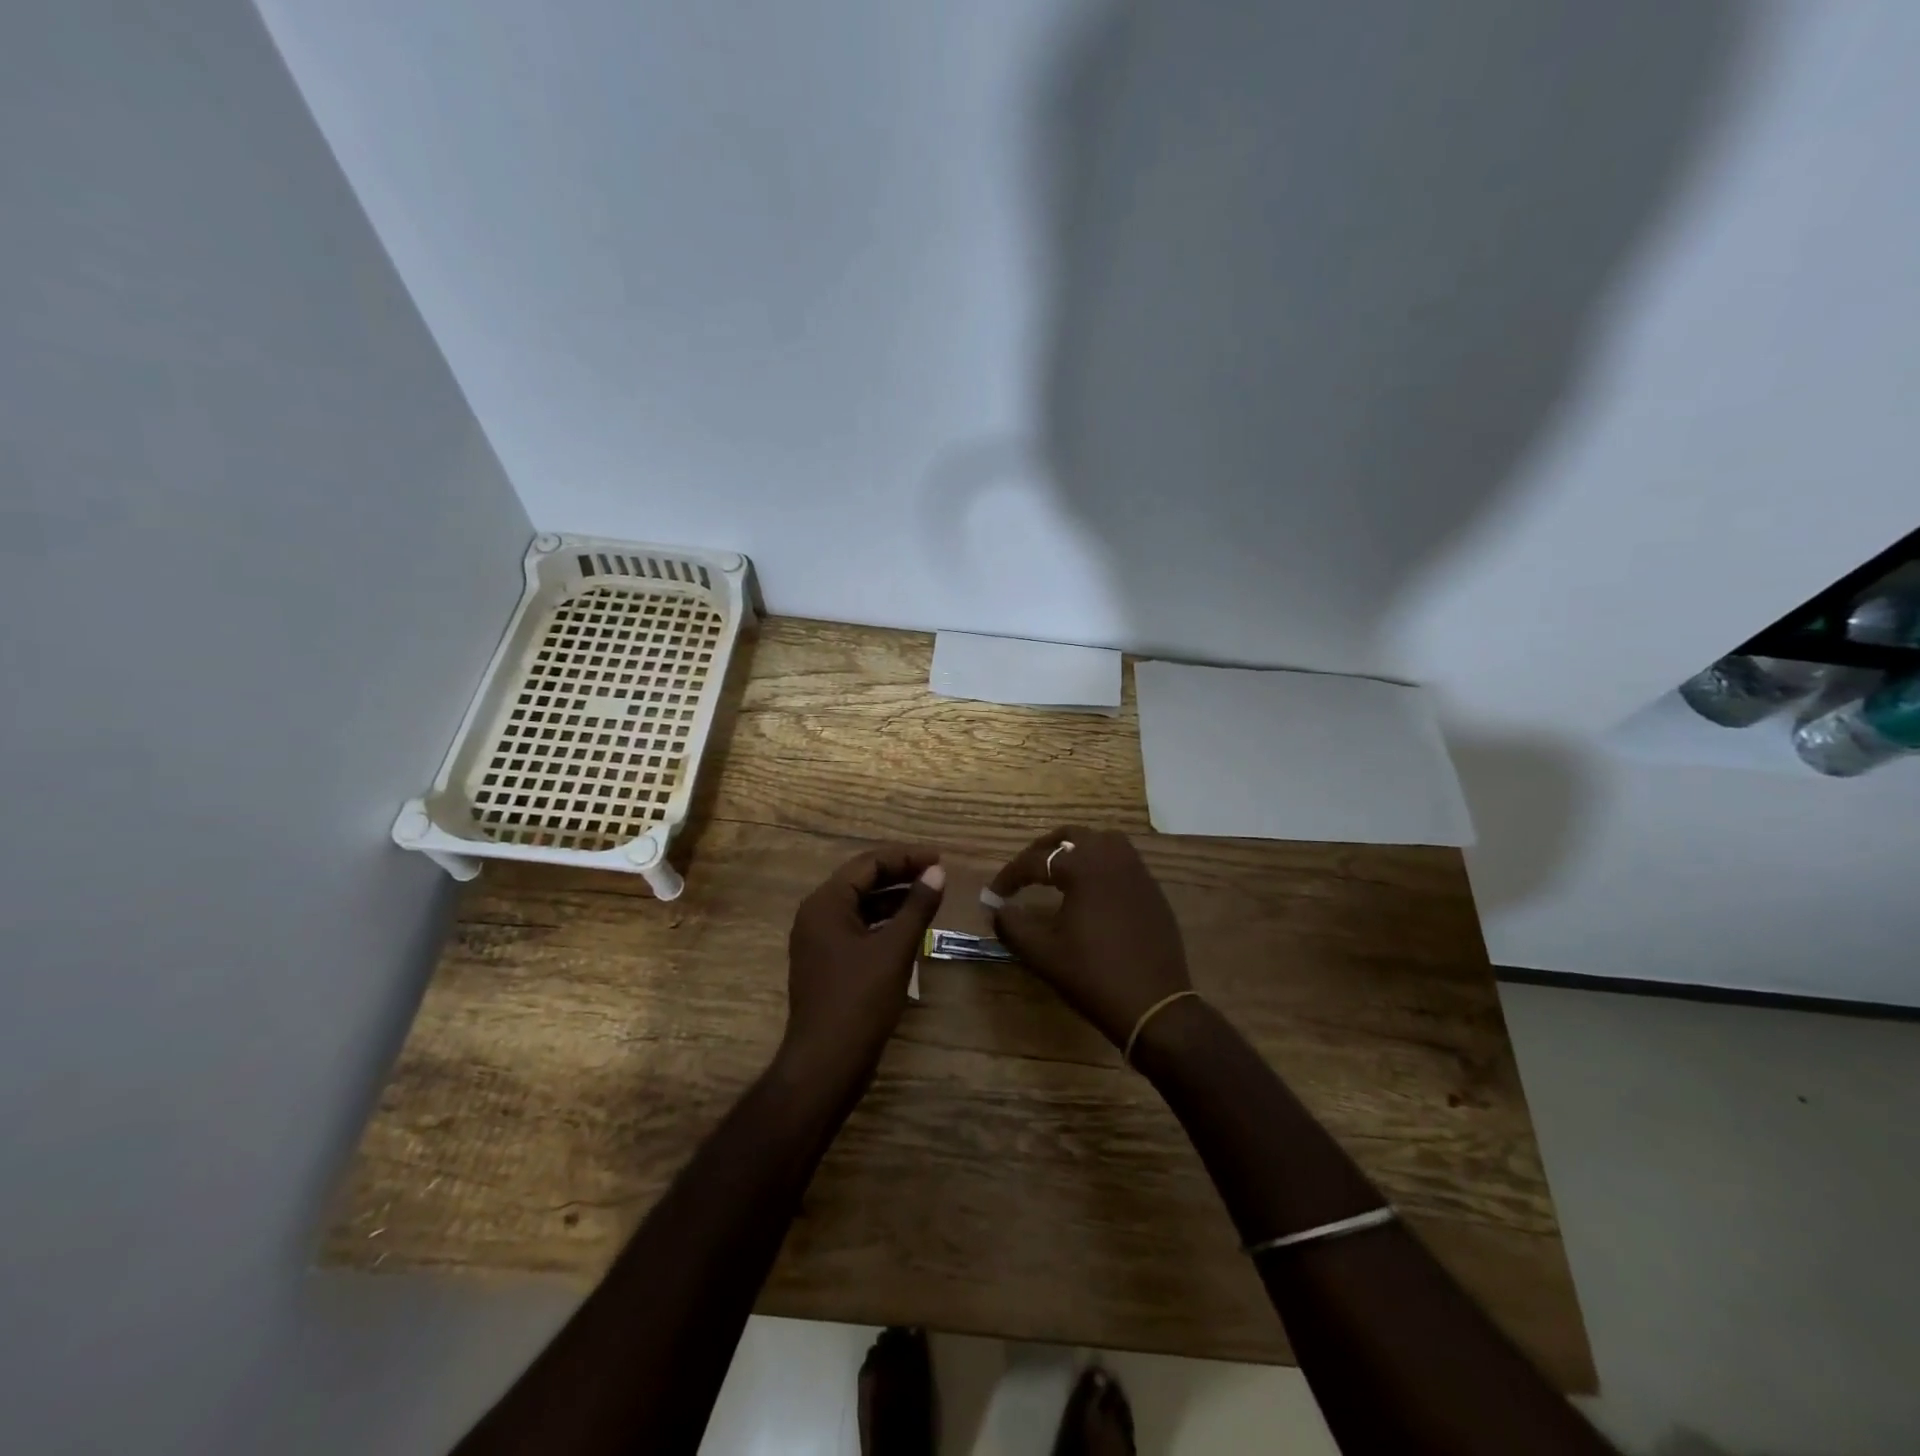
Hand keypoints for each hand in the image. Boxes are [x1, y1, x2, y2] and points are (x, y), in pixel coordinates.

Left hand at [779, 845, 946, 1087]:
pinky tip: (910, 928)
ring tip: (930, 896)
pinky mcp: (827, 962)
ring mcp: (819, 940)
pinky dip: (884, 922)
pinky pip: (858, 928)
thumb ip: (917, 906)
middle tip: (938, 874)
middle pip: (862, 881)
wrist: (826, 1064)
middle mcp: (817, 915)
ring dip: (894, 898)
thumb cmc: (860, 1000)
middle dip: (900, 874)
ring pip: (861, 905)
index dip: (906, 857)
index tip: (940, 859)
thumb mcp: (895, 949)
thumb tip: (938, 872)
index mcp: (826, 903)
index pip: (868, 864)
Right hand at [988, 827, 1190, 1047]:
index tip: (993, 894)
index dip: (1010, 875)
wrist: (1154, 1006)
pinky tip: (1093, 892)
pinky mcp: (1153, 891)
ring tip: (1061, 871)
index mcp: (1083, 868)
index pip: (1036, 861)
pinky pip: (1124, 862)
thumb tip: (996, 909)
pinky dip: (1102, 865)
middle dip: (1044, 849)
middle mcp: (1112, 859)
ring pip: (1104, 841)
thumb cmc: (1093, 975)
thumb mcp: (1043, 953)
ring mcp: (1138, 873)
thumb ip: (1012, 926)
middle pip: (1072, 836)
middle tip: (1027, 871)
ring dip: (1078, 849)